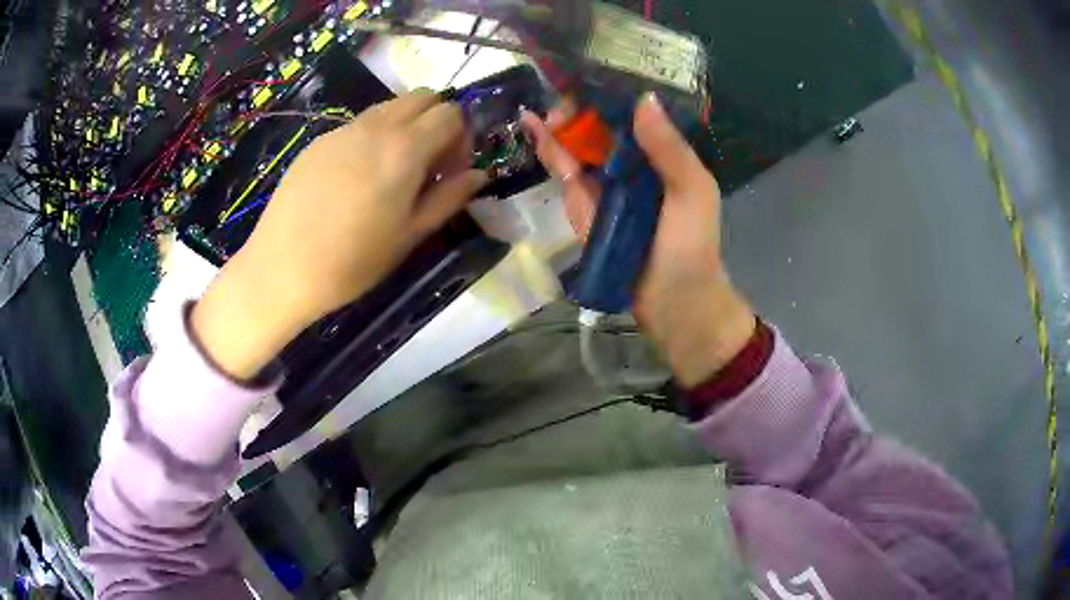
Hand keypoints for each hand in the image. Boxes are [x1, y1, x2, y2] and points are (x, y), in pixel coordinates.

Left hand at [192, 90, 486, 378]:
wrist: (282, 269)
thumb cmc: (353, 261)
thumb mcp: (411, 235)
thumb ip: (449, 198)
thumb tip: (479, 175)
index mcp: (405, 148)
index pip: (451, 113)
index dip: (461, 137)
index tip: (451, 170)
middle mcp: (375, 127)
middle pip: (422, 97)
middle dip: (436, 121)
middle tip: (429, 164)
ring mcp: (342, 130)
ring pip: (389, 107)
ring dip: (405, 126)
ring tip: (393, 171)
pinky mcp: (318, 142)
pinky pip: (358, 124)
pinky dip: (373, 136)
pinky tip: (356, 178)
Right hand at [522, 94, 755, 386]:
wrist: (672, 302)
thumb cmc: (692, 245)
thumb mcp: (694, 192)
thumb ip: (670, 149)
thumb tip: (643, 98)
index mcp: (660, 154)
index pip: (632, 114)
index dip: (610, 93)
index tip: (590, 74)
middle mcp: (630, 163)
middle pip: (598, 124)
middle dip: (577, 106)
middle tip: (562, 97)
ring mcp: (602, 184)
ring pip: (576, 144)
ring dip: (557, 123)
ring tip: (543, 106)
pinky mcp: (580, 206)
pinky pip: (563, 172)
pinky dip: (548, 150)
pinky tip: (534, 127)